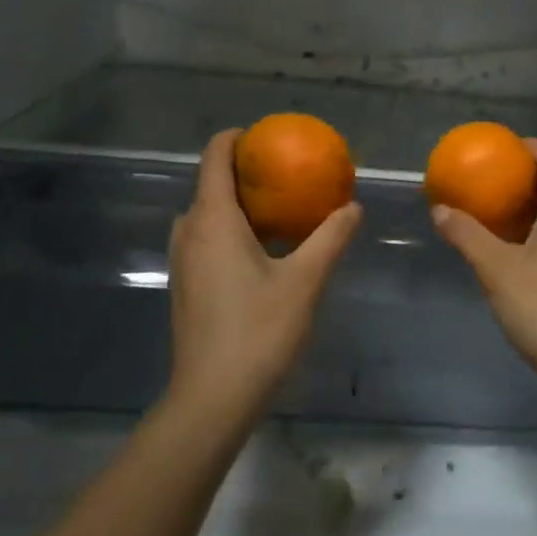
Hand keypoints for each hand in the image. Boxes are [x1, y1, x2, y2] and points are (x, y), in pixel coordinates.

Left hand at [166, 129, 361, 421]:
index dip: (236, 138)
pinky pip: (206, 238)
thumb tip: (354, 207)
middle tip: (285, 172)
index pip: (214, 156)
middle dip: (244, 171)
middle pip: (210, 183)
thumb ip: (330, 238)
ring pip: (207, 214)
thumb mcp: (305, 281)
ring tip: (279, 207)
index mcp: (213, 219)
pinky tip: (264, 249)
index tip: (267, 136)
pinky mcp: (185, 285)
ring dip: (238, 202)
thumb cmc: (258, 332)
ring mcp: (183, 261)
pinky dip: (231, 228)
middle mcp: (189, 232)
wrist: (212, 399)